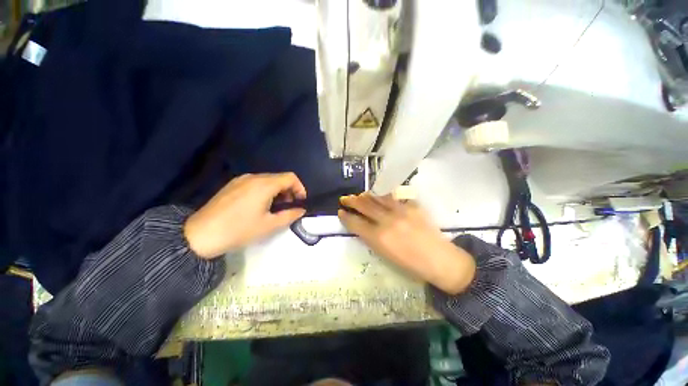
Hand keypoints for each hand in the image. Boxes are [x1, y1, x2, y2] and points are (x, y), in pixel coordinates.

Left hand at [184, 173, 306, 258]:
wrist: (200, 235)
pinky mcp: (232, 185)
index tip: (300, 202)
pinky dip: (265, 191)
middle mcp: (253, 177)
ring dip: (277, 191)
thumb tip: (301, 210)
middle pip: (279, 178)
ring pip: (268, 180)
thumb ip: (290, 215)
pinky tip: (259, 205)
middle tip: (288, 208)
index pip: (290, 177)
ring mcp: (241, 179)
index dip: (300, 188)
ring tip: (274, 208)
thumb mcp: (269, 225)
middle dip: (289, 191)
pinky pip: (255, 183)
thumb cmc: (239, 230)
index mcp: (264, 185)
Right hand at [338, 194, 475, 294]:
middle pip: (364, 206)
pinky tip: (379, 195)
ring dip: (365, 195)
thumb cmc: (411, 264)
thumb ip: (371, 238)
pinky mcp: (412, 206)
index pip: (356, 223)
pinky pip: (393, 197)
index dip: (346, 217)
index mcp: (379, 238)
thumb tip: (362, 225)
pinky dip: (383, 196)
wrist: (440, 260)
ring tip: (359, 195)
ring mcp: (400, 211)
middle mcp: (387, 221)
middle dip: (351, 201)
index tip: (340, 212)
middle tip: (344, 198)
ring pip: (377, 198)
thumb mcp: (385, 255)